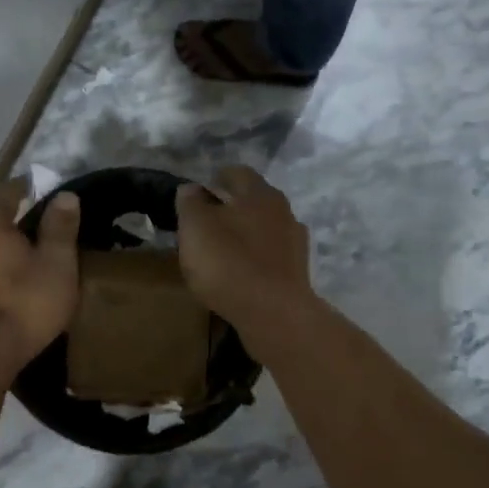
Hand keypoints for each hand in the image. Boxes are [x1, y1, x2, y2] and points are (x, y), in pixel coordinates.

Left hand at [0, 181, 80, 385]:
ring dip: (3, 244)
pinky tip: (10, 279)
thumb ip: (60, 226)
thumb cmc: (22, 304)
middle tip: (46, 228)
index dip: (35, 190)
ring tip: (30, 255)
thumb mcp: (56, 264)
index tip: (56, 197)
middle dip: (17, 217)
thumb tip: (65, 195)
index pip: (11, 189)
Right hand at [175, 167, 314, 349]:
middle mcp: (283, 211)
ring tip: (222, 251)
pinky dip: (255, 260)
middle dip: (232, 208)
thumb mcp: (195, 227)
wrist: (274, 314)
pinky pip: (270, 257)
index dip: (216, 178)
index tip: (200, 192)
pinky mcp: (297, 273)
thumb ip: (190, 203)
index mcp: (259, 193)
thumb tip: (191, 188)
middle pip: (254, 201)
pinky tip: (240, 275)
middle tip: (206, 223)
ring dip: (245, 235)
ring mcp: (295, 243)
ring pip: (264, 229)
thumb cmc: (229, 262)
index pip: (237, 173)